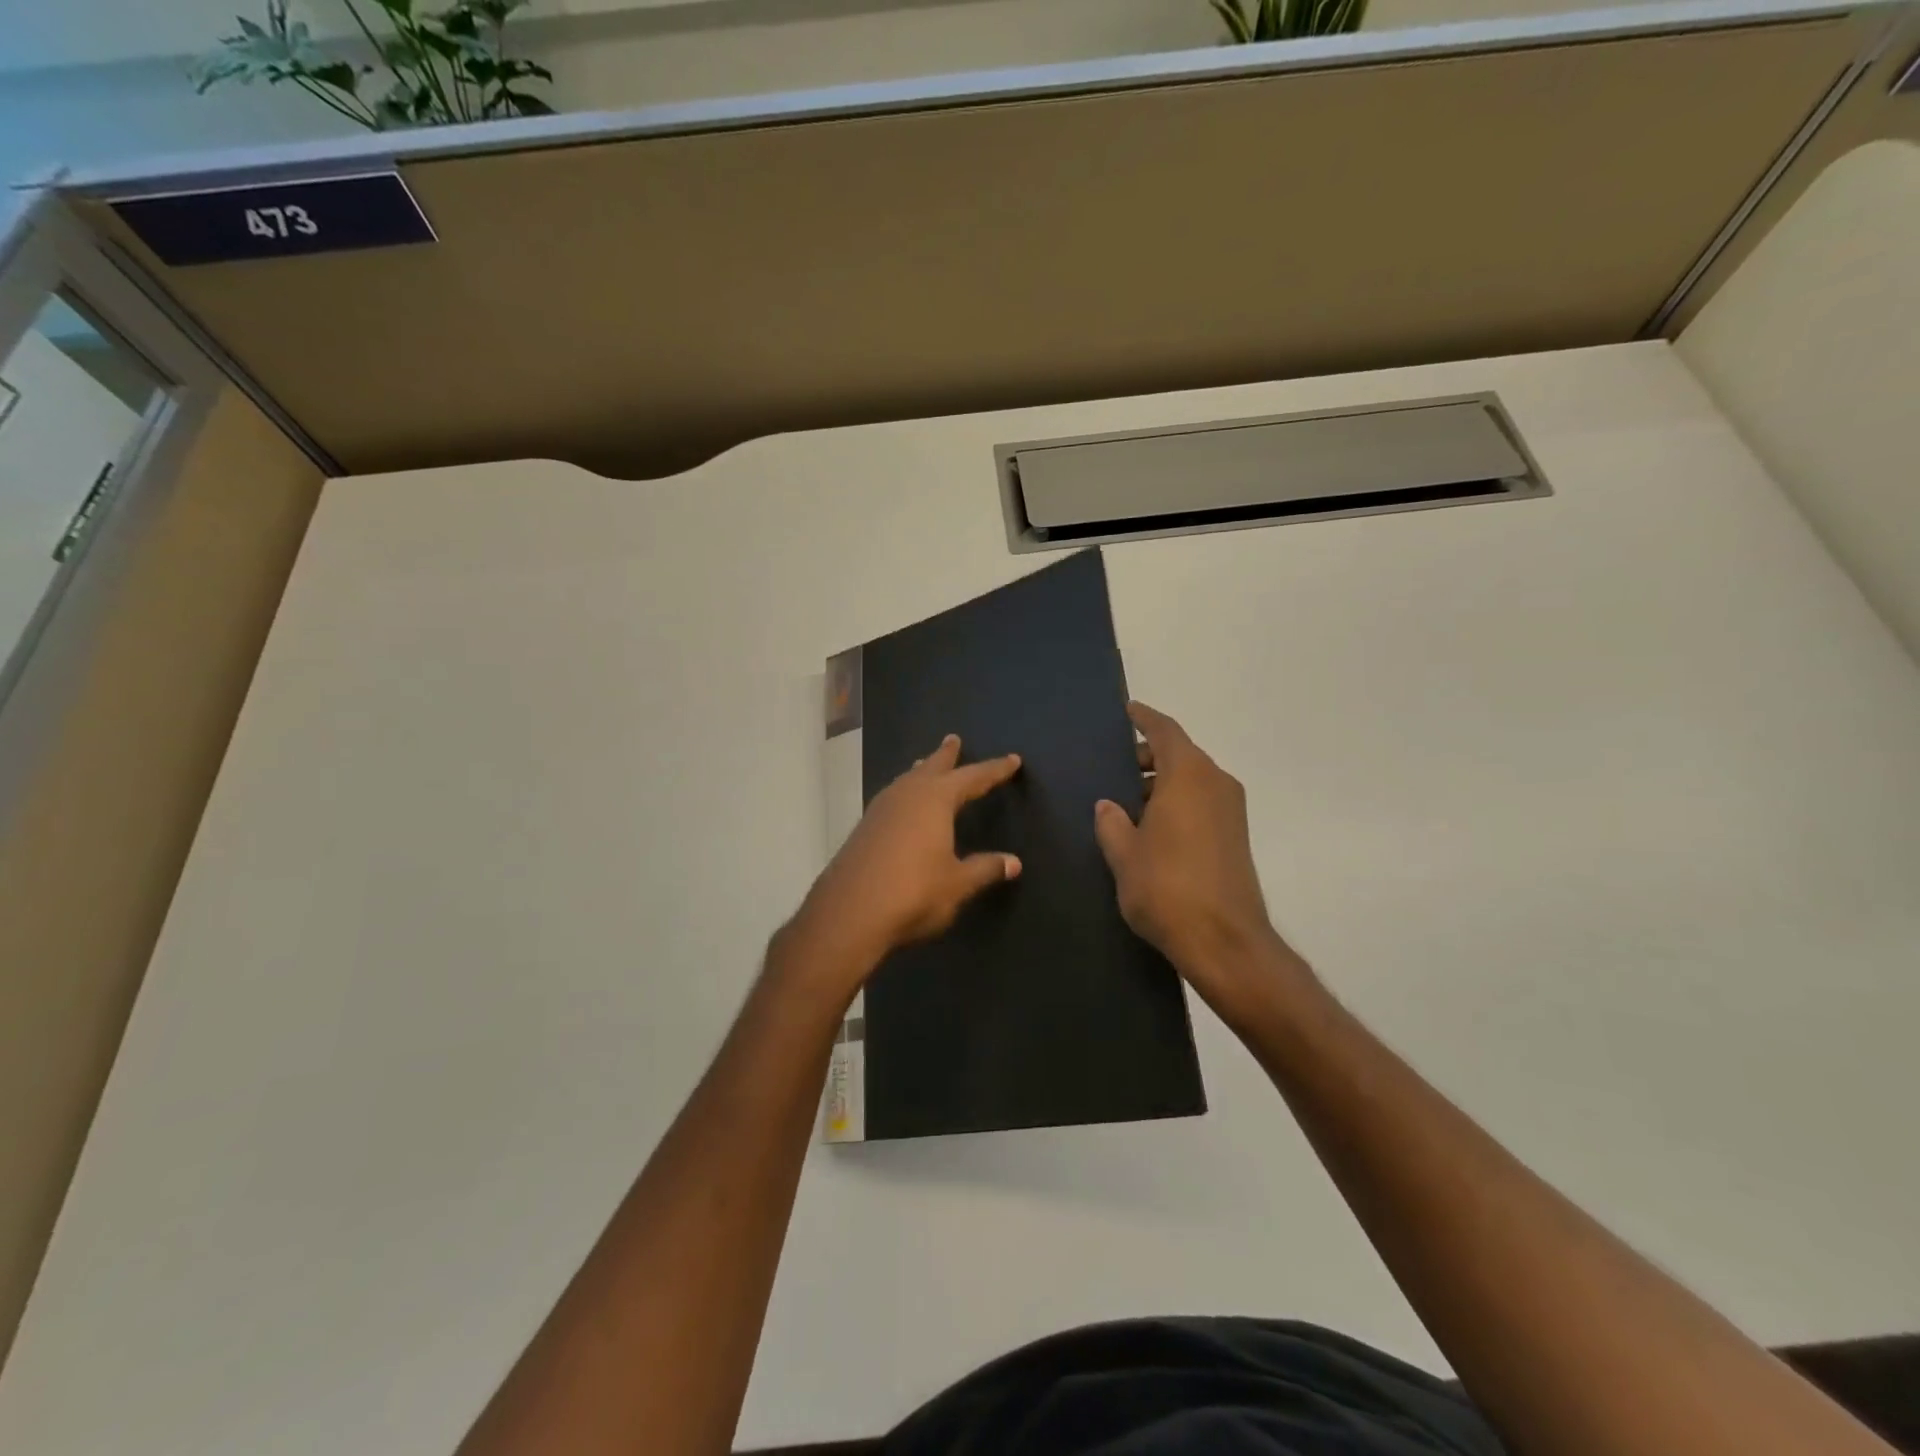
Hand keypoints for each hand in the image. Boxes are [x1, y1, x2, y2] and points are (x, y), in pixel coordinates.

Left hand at [783, 735, 1022, 997]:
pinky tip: (902, 806)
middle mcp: (906, 795)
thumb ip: (985, 869)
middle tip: (954, 739)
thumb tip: (1014, 862)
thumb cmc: (914, 893)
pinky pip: (891, 798)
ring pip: (906, 781)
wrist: (849, 914)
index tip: (1013, 760)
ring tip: (926, 766)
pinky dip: (904, 792)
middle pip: (931, 767)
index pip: (973, 778)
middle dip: (946, 755)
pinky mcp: (864, 828)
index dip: (994, 770)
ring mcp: (880, 810)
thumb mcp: (958, 884)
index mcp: (935, 800)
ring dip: (920, 771)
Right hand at [1094, 702, 1305, 1020]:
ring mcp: (1231, 810)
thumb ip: (1112, 823)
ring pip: (1192, 779)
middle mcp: (1215, 783)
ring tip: (1126, 801)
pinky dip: (1177, 801)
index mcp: (1188, 776)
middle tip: (1113, 767)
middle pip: (1180, 754)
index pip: (1165, 731)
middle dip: (1148, 756)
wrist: (1225, 941)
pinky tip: (1151, 826)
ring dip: (1162, 782)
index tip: (1127, 711)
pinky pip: (1202, 802)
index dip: (1144, 718)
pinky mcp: (1236, 836)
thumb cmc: (1166, 888)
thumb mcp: (1124, 854)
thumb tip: (1108, 805)